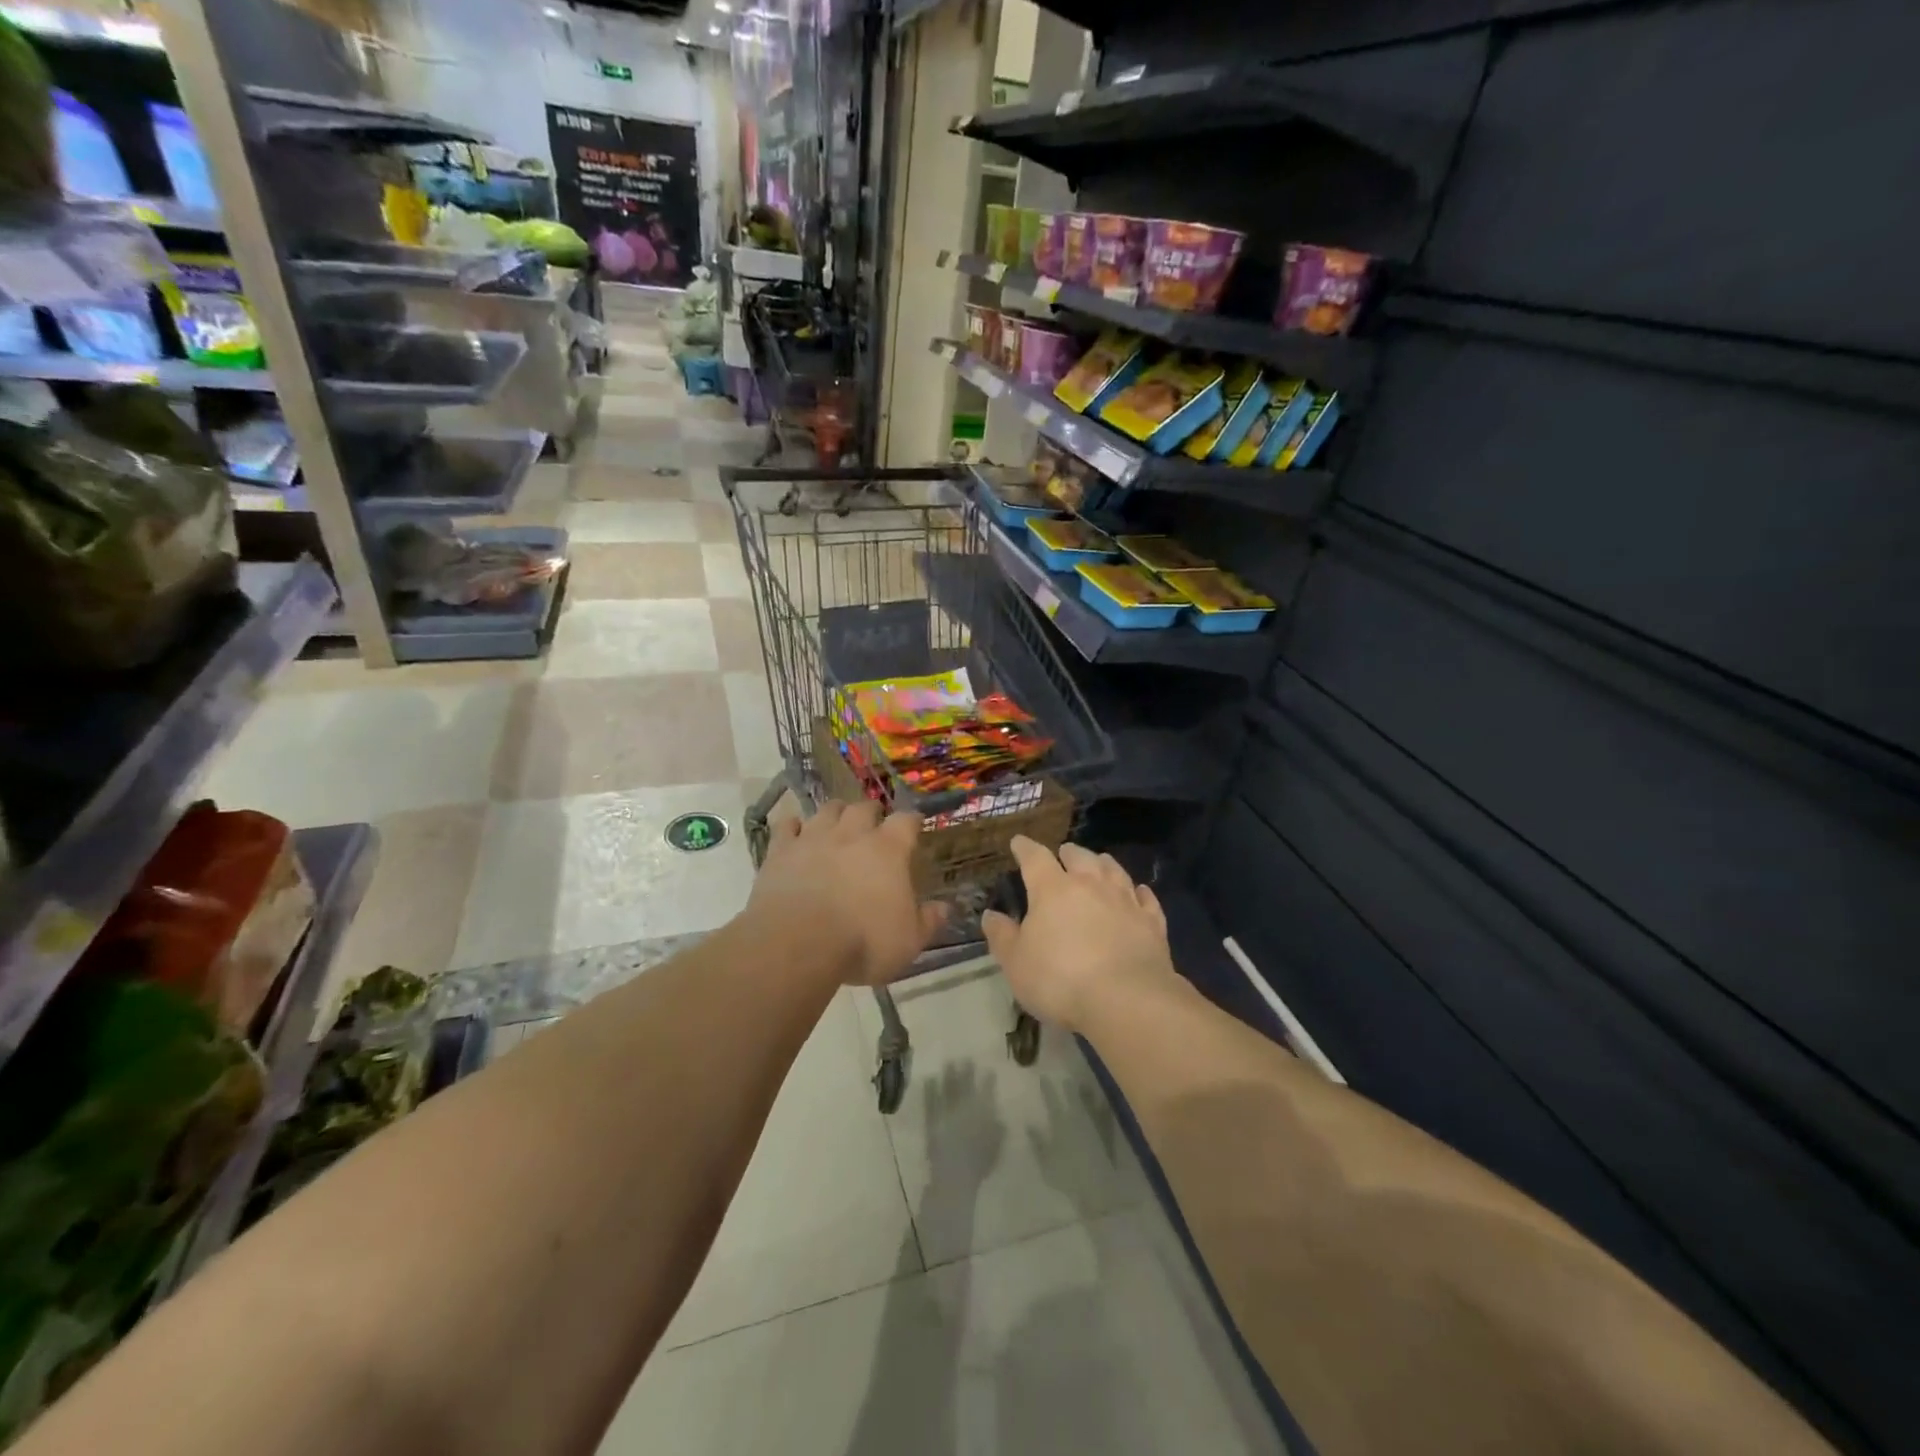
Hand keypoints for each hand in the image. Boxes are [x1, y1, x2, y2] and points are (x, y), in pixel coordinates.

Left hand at [745, 799, 946, 985]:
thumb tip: (944, 908)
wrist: (797, 943)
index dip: (912, 822)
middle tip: (874, 824)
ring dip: (836, 813)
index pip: (906, 821)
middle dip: (872, 812)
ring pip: (827, 810)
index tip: (914, 826)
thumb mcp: (908, 942)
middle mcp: (852, 834)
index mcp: (888, 850)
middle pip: (864, 808)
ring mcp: (813, 838)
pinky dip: (793, 826)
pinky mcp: (780, 851)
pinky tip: (795, 832)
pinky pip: (786, 826)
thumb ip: (928, 921)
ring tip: (838, 823)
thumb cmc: (862, 941)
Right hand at [982, 837, 1177, 1032]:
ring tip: (1099, 861)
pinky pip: (1145, 898)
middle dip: (1068, 853)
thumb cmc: (1060, 979)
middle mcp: (1090, 884)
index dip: (1025, 848)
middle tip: (1064, 853)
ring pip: (1114, 870)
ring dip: (1103, 864)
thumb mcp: (1016, 963)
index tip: (1019, 842)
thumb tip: (991, 914)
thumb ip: (1002, 936)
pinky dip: (1139, 892)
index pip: (1035, 858)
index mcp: (1053, 889)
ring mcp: (1125, 900)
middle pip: (1079, 857)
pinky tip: (1140, 892)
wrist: (1126, 999)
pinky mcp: (1152, 922)